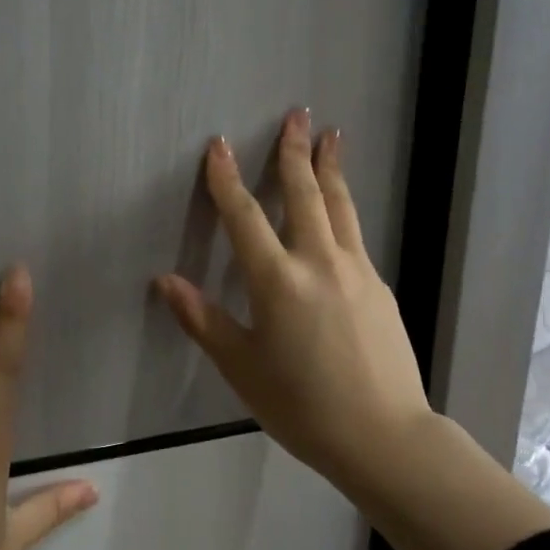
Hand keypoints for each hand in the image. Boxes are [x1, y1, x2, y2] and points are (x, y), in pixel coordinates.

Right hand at [156, 110, 549, 549]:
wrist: (384, 435)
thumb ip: (203, 320)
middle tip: (298, 114)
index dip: (227, 179)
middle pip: (304, 194)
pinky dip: (343, 208)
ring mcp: (356, 270)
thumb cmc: (301, 406)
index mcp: (277, 281)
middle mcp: (318, 262)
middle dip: (295, 151)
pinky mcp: (378, 286)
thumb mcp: (242, 368)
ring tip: (331, 136)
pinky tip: (341, 209)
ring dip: (329, 168)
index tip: (220, 145)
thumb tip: (165, 281)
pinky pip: (355, 235)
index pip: (244, 216)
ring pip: (340, 206)